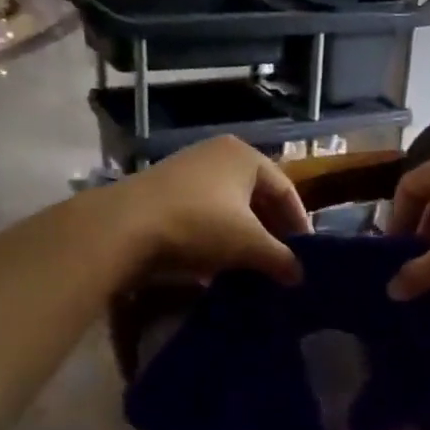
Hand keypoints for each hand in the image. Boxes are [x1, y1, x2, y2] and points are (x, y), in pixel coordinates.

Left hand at [108, 137, 310, 283]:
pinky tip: (217, 261)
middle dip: (271, 229)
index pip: (285, 189)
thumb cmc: (199, 225)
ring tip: (252, 264)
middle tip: (281, 259)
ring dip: (244, 234)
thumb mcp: (248, 245)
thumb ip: (281, 258)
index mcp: (245, 156)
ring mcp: (188, 169)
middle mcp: (218, 154)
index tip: (306, 253)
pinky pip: (204, 212)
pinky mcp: (164, 190)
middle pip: (257, 195)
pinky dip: (217, 234)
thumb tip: (300, 276)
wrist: (124, 227)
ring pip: (229, 205)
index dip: (299, 223)